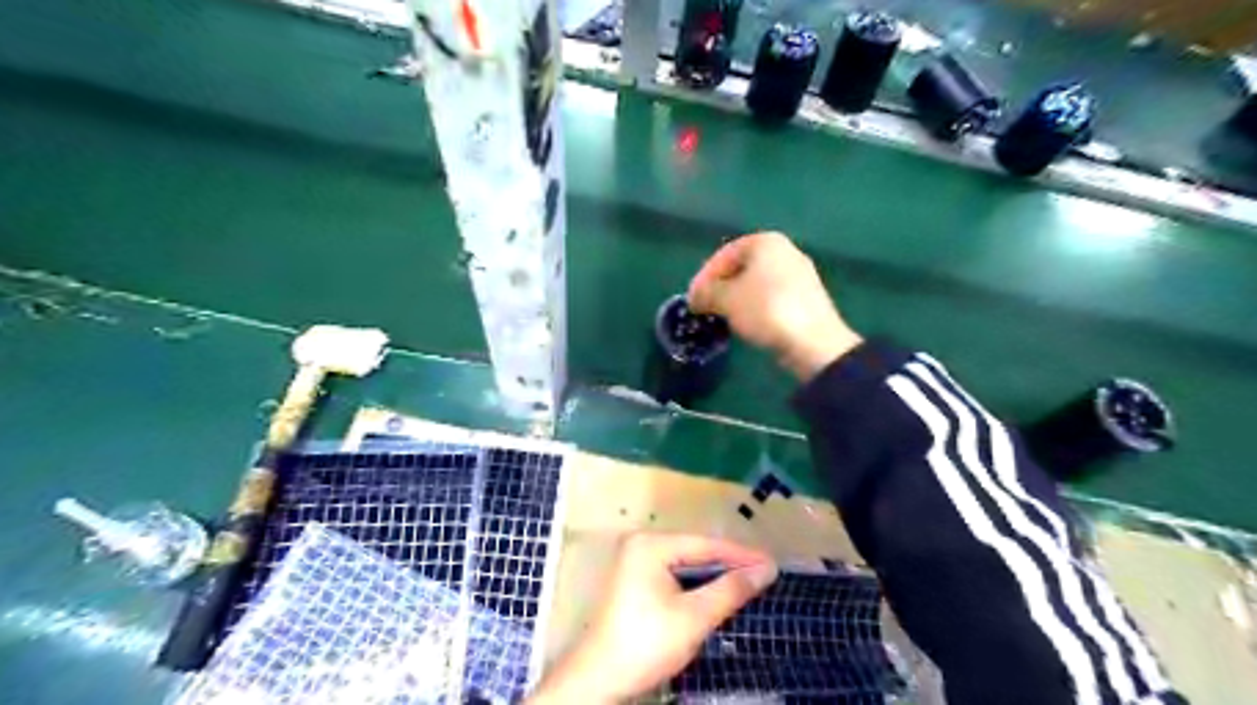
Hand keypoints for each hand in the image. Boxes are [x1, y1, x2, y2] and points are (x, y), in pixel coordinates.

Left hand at [528, 533, 775, 698]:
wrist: (600, 678)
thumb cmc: (647, 643)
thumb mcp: (694, 617)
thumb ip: (730, 589)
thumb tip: (766, 569)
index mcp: (651, 544)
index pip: (705, 544)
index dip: (741, 554)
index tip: (772, 563)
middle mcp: (641, 544)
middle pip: (695, 550)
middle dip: (729, 563)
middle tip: (763, 573)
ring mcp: (635, 560)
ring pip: (685, 563)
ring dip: (714, 574)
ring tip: (748, 580)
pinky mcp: (635, 579)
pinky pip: (674, 573)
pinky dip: (696, 583)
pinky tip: (717, 590)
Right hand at [686, 233, 864, 378]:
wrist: (813, 342)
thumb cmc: (765, 310)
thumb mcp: (726, 300)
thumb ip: (705, 293)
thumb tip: (695, 297)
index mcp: (766, 242)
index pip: (725, 253)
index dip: (704, 275)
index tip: (693, 299)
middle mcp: (786, 251)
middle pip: (742, 267)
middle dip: (721, 287)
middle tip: (706, 308)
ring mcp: (799, 275)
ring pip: (757, 283)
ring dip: (737, 299)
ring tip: (723, 318)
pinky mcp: (807, 299)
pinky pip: (772, 298)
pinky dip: (756, 308)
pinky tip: (748, 325)